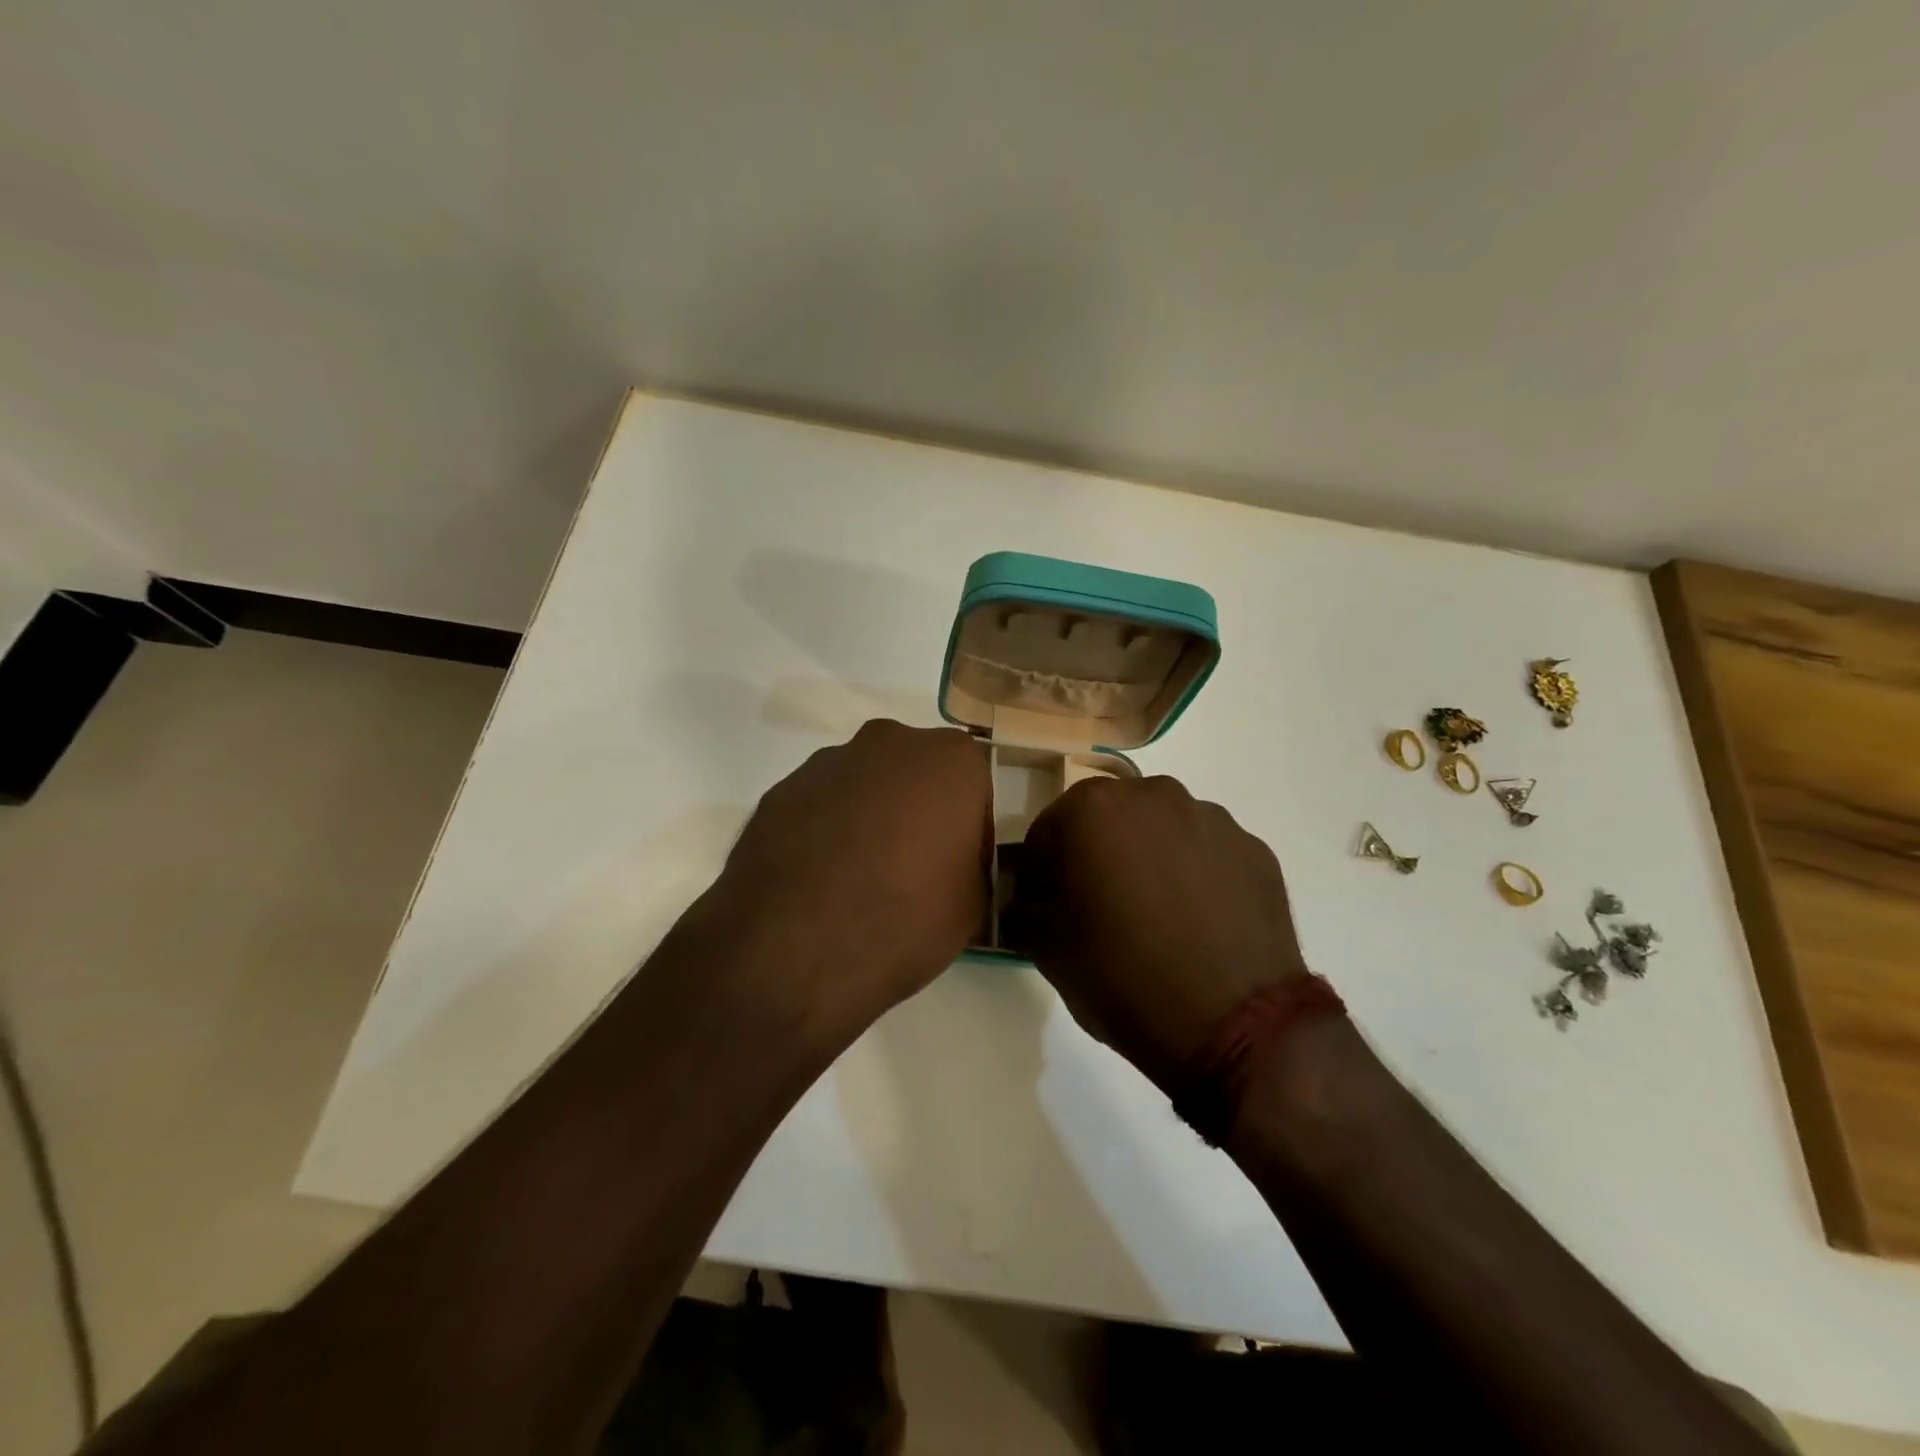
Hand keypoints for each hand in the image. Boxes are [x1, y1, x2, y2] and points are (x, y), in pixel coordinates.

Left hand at [698, 719, 990, 1041]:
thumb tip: (953, 861)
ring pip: (864, 784)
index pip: (974, 785)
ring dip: (868, 816)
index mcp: (950, 760)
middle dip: (917, 809)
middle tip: (911, 867)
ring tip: (857, 879)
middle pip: (915, 773)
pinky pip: (820, 806)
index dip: (968, 827)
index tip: (957, 865)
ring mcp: (828, 762)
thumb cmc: (905, 919)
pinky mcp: (781, 790)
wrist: (795, 950)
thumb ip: (972, 862)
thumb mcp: (973, 903)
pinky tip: (819, 880)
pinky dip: (825, 831)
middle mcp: (889, 742)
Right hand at [1012, 775, 1307, 1094]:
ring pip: (1161, 830)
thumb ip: (1025, 907)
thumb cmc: (1124, 977)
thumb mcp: (1047, 948)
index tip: (1048, 905)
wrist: (1236, 1025)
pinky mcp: (1254, 849)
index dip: (1042, 870)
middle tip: (1100, 908)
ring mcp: (1212, 819)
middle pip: (1108, 819)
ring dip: (1148, 858)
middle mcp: (1154, 796)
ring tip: (1156, 917)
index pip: (1048, 830)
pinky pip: (1206, 852)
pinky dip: (1194, 874)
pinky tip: (1197, 923)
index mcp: (1094, 809)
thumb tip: (1029, 898)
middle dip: (1097, 854)